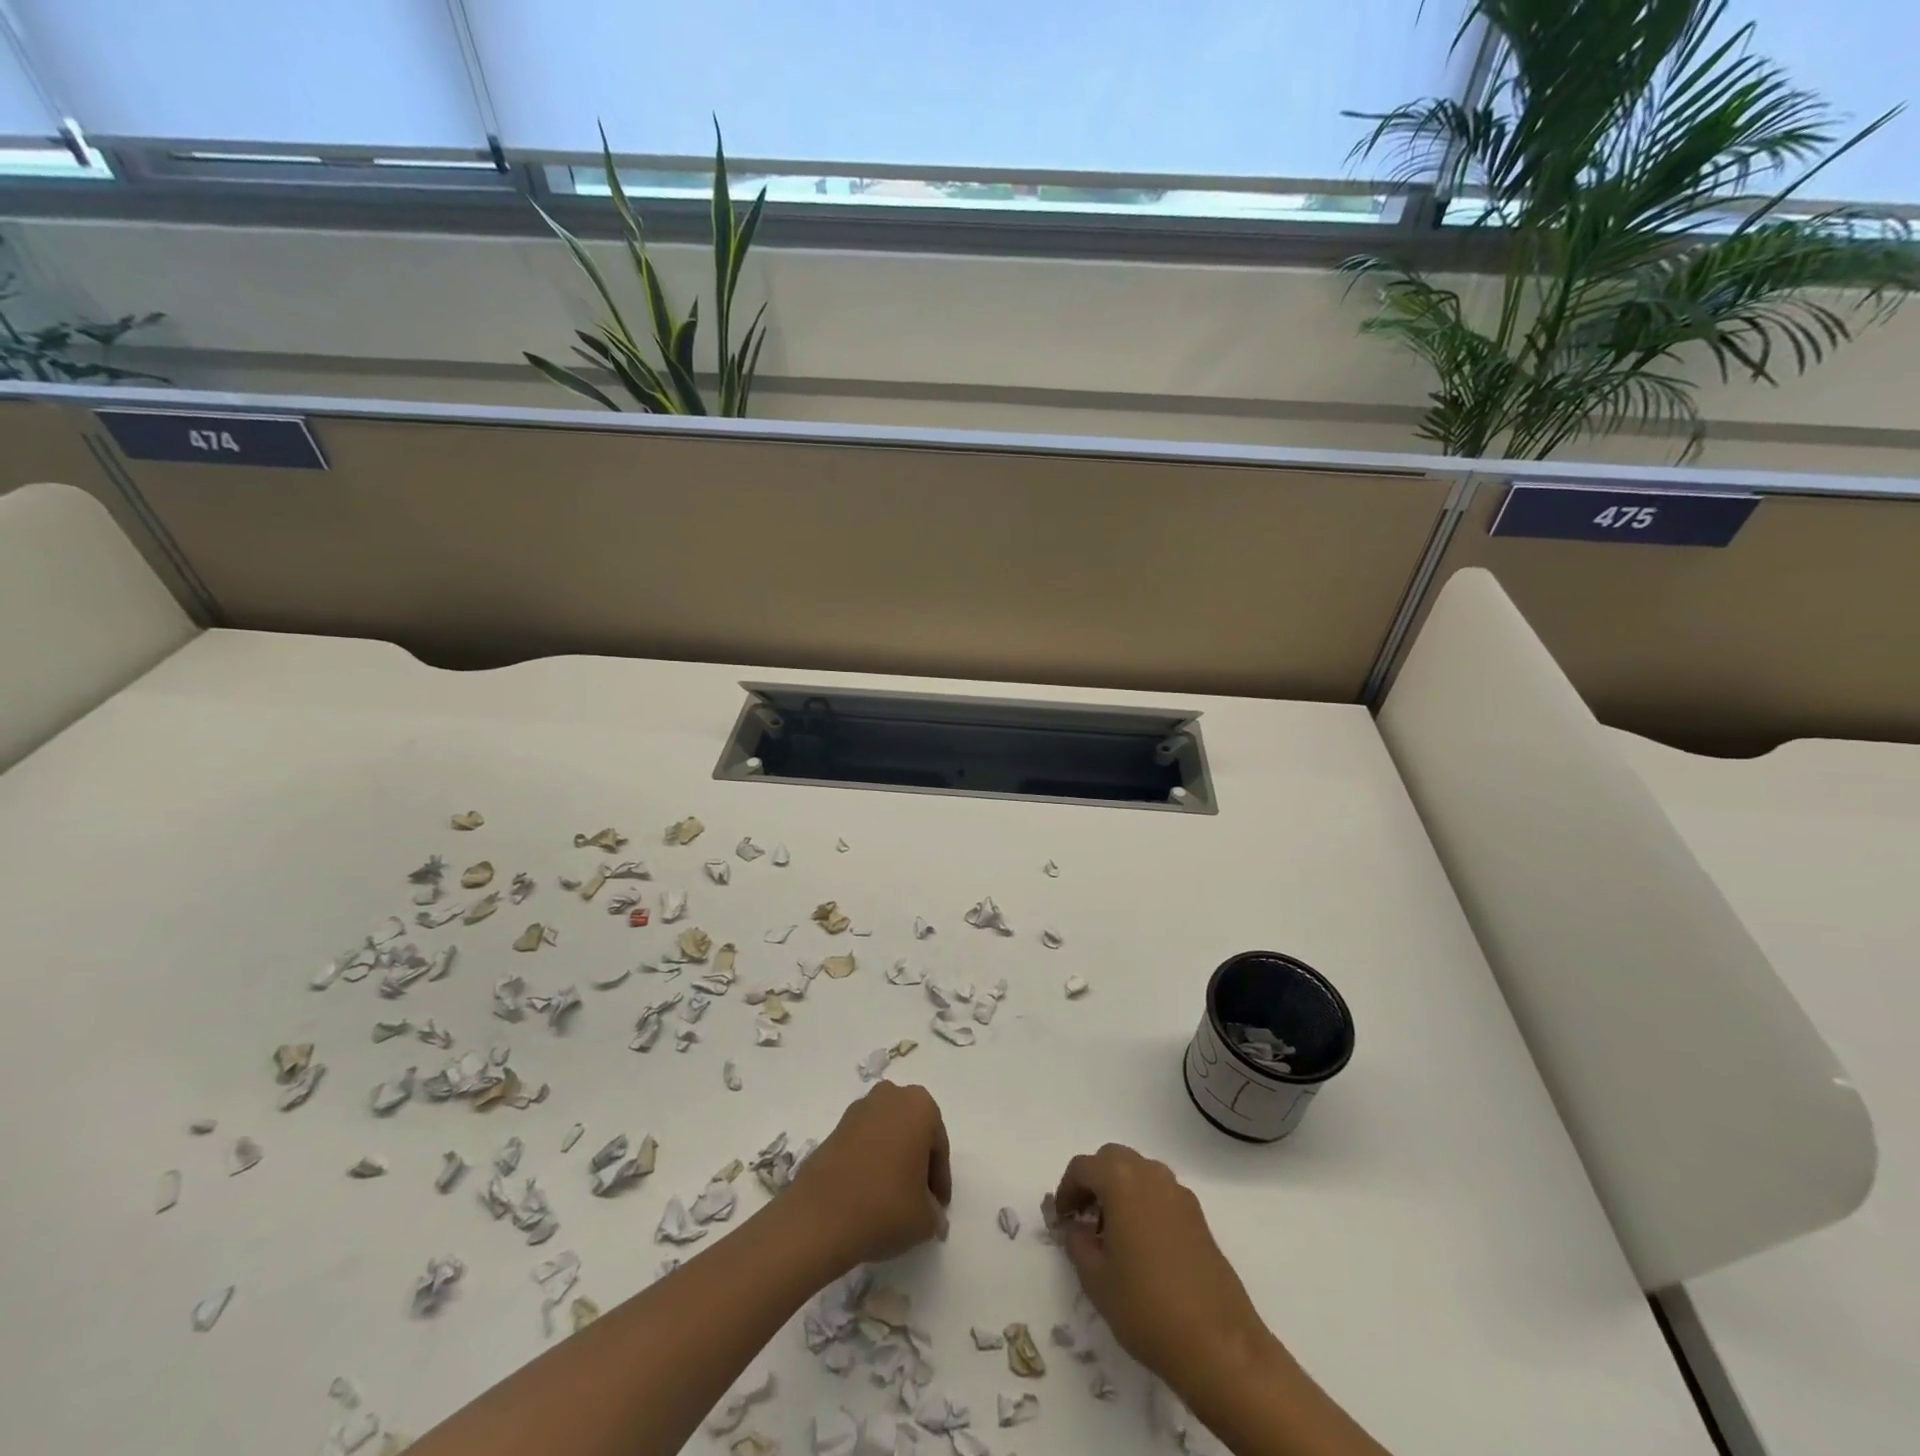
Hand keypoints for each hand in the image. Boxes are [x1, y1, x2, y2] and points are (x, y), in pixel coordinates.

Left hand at [788, 1082, 951, 1268]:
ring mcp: (860, 1108)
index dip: (939, 1182)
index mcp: (920, 1106)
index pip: (939, 1147)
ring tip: (892, 1199)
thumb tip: (932, 1216)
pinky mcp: (835, 1126)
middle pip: (913, 1133)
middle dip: (917, 1163)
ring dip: (893, 1161)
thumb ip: (936, 1213)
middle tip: (918, 1200)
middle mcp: (891, 1096)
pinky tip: (868, 1194)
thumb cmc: (886, 1206)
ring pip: (888, 1135)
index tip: (937, 1209)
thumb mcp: (925, 1219)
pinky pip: (865, 1143)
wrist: (821, 1216)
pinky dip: (870, 1162)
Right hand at [1055, 1144, 1272, 1394]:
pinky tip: (1142, 1246)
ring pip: (1139, 1173)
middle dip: (1094, 1181)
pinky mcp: (1198, 1217)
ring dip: (1120, 1190)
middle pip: (1113, 1159)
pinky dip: (1144, 1204)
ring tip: (1112, 1233)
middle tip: (1083, 1218)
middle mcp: (1151, 1175)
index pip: (1082, 1167)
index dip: (1066, 1190)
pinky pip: (1161, 1194)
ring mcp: (1179, 1194)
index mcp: (1121, 1180)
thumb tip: (1077, 1227)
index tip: (1061, 1219)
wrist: (1217, 1344)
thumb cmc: (1146, 1307)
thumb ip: (1077, 1243)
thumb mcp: (1096, 1279)